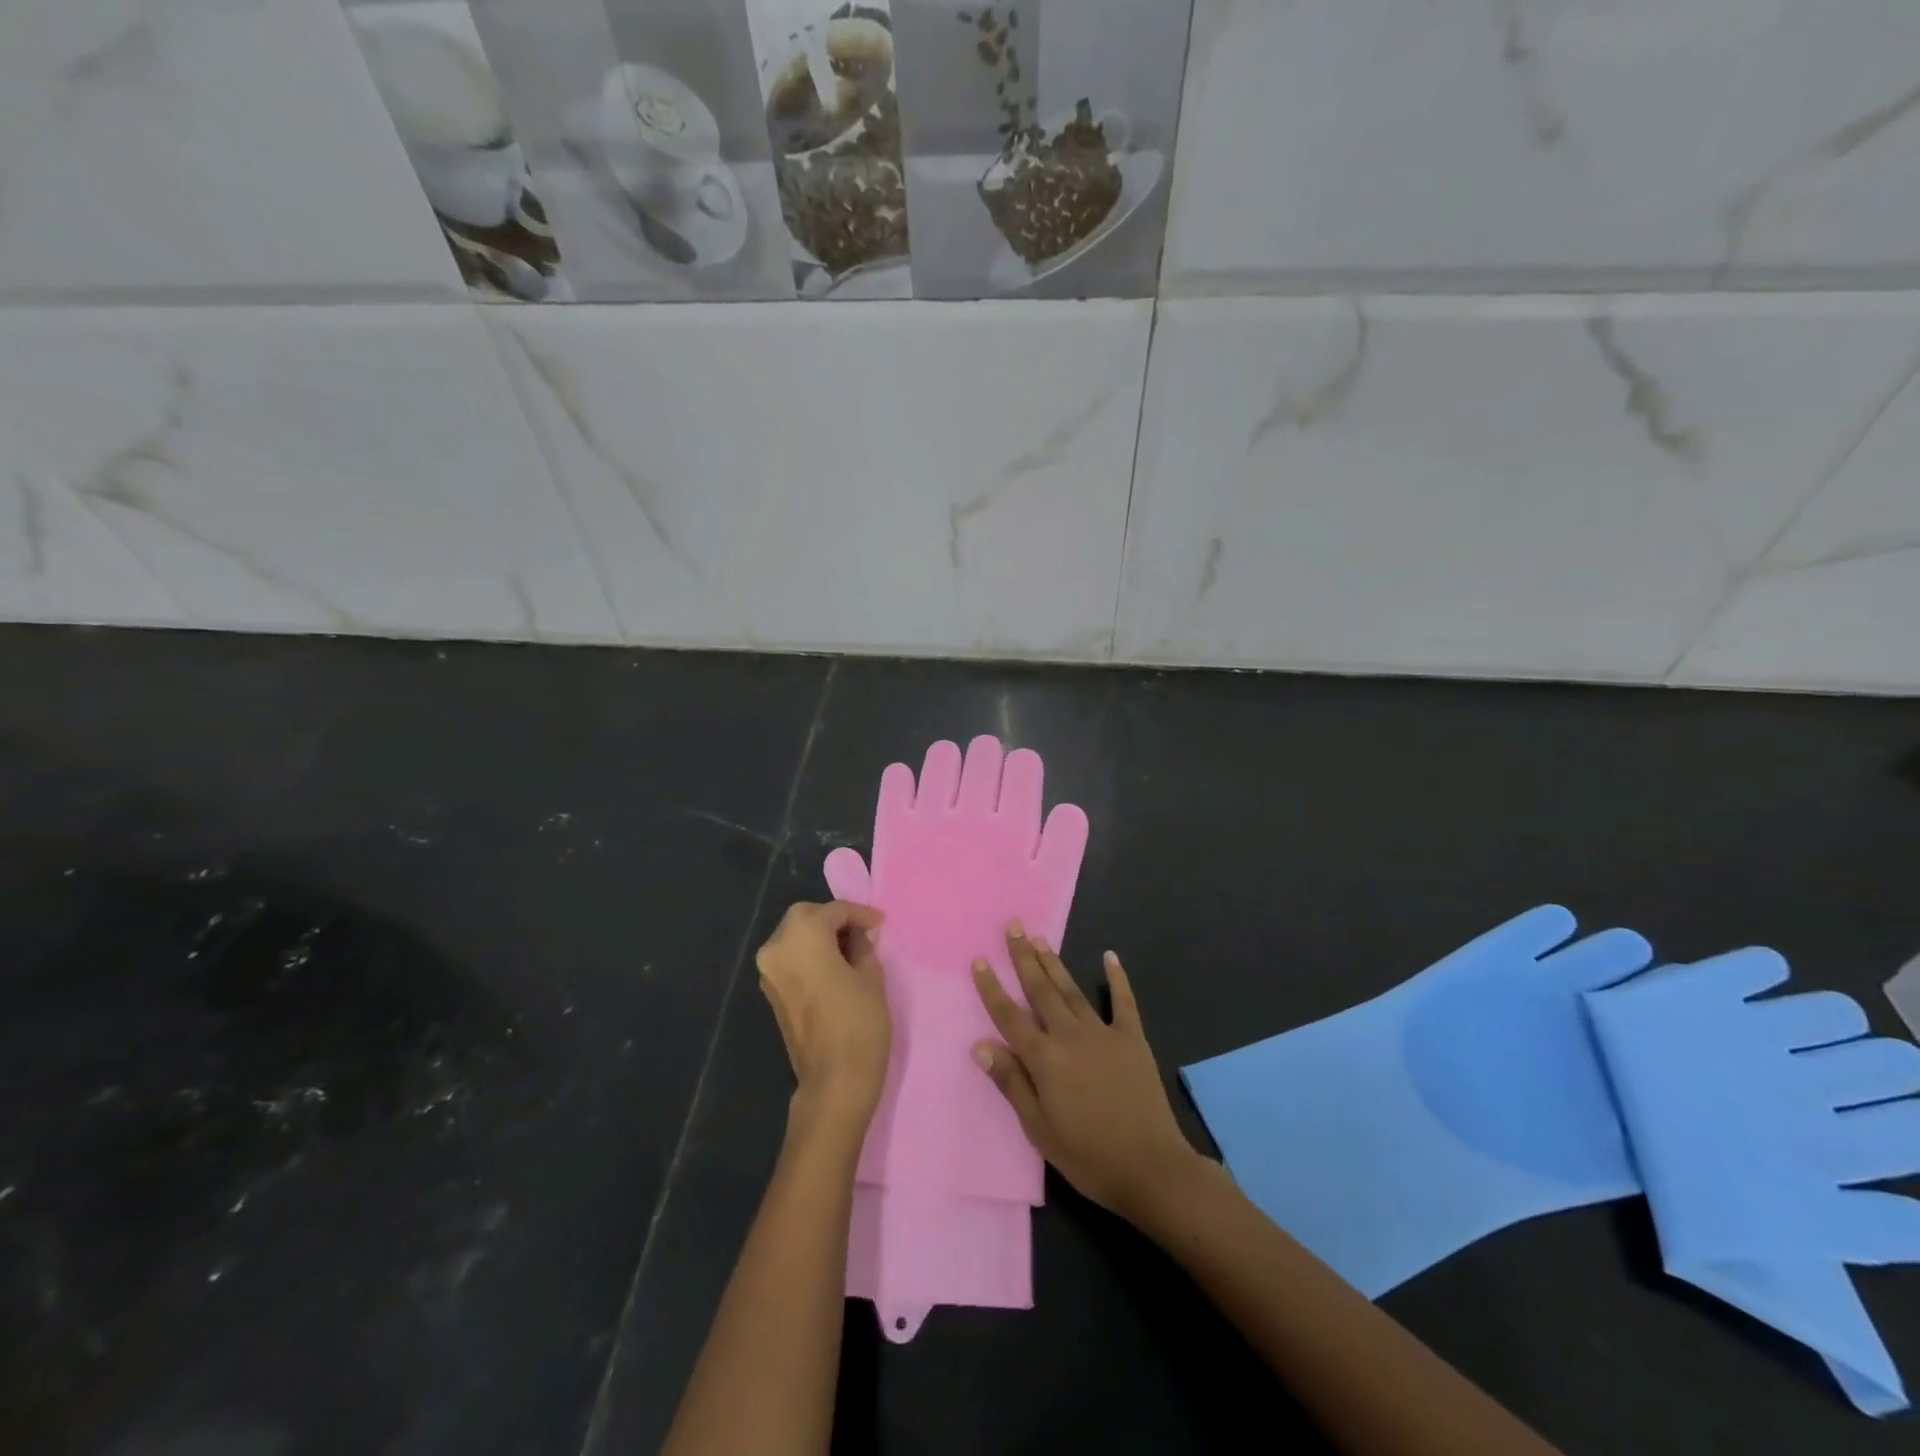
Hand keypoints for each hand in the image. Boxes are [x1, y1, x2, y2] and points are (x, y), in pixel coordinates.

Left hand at [756, 901, 890, 1126]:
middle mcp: (776, 947)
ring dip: (819, 936)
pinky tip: (834, 966)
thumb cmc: (859, 1021)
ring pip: (794, 937)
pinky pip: (790, 959)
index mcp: (802, 936)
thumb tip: (859, 935)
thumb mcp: (871, 975)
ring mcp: (769, 972)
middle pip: (806, 917)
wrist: (834, 1080)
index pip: (833, 911)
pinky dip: (809, 955)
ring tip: (851, 949)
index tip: (880, 923)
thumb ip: (863, 946)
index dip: (860, 914)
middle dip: (833, 920)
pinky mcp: (770, 993)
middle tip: (863, 932)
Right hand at [971, 925, 1198, 1222]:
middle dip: (1024, 957)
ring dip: (1054, 963)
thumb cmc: (1088, 1156)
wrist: (1151, 1167)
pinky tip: (1110, 957)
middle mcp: (1070, 1036)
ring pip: (1072, 990)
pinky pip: (1123, 1002)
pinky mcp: (1132, 1039)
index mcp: (1045, 1059)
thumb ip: (1012, 1083)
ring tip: (1040, 938)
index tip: (979, 960)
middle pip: (1041, 990)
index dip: (992, 988)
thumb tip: (980, 1045)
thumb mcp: (1039, 1128)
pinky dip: (1117, 979)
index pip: (1010, 1016)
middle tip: (1013, 927)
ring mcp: (1103, 1034)